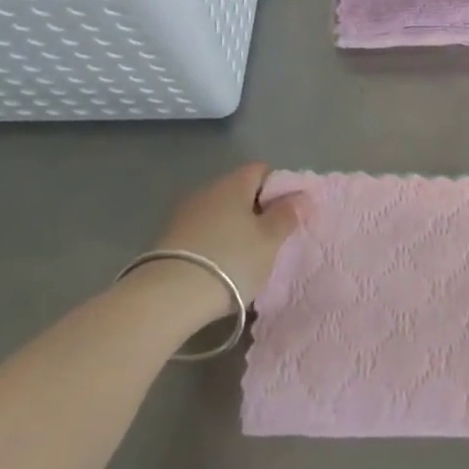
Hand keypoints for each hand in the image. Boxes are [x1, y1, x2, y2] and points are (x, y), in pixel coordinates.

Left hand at [153, 163, 308, 313]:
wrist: (167, 298)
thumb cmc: (231, 260)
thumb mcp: (270, 240)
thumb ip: (287, 215)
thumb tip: (301, 196)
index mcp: (234, 183)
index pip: (262, 170)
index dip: (279, 187)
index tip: (288, 213)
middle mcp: (207, 191)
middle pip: (239, 191)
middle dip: (257, 209)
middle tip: (272, 237)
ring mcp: (184, 214)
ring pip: (220, 213)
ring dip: (234, 228)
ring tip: (247, 256)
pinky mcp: (168, 240)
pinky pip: (203, 232)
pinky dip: (215, 243)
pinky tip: (221, 266)